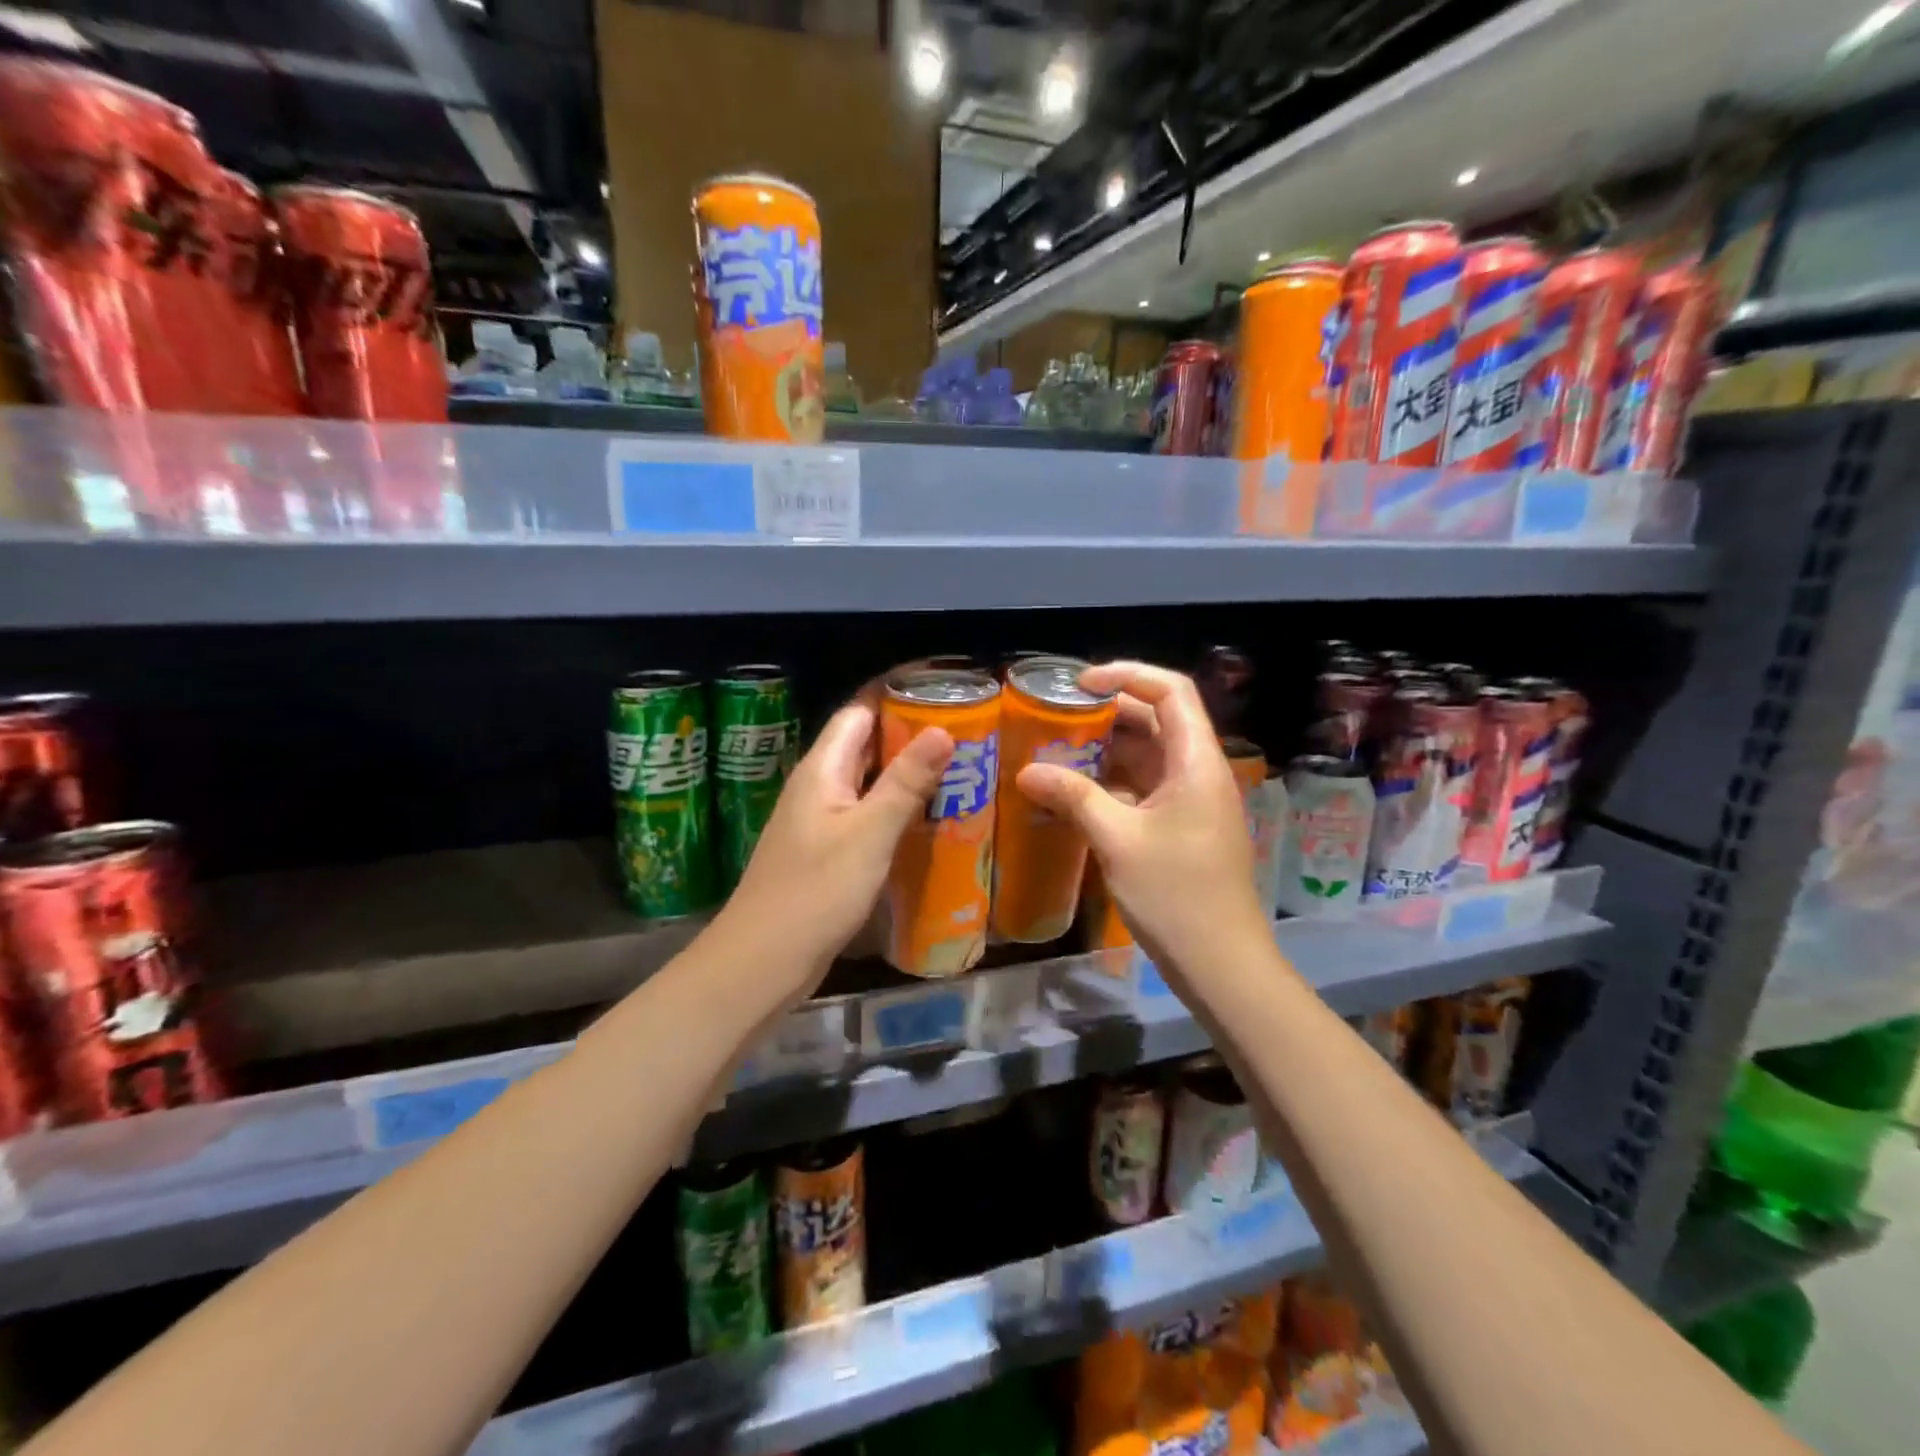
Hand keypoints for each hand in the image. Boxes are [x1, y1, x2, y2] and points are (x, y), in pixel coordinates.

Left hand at [716, 702, 951, 1000]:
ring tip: (958, 770)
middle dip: (910, 734)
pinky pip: (864, 815)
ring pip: (867, 782)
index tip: (944, 691)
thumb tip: (941, 728)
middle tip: (965, 733)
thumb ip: (905, 781)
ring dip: (905, 774)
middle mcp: (817, 787)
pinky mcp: (825, 852)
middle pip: (864, 744)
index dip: (897, 696)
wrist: (763, 961)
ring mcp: (819, 821)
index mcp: (822, 770)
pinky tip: (927, 819)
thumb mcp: (869, 833)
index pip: (859, 712)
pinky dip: (894, 809)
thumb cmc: (816, 892)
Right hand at [1016, 662, 1267, 985]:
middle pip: (1158, 719)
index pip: (1171, 691)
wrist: (1221, 964)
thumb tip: (1027, 770)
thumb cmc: (1176, 894)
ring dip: (1106, 748)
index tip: (1079, 684)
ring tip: (1056, 748)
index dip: (1127, 674)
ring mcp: (1191, 801)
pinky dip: (1111, 781)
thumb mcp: (1117, 840)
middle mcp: (1198, 771)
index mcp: (1196, 761)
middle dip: (1108, 712)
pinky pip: (1144, 787)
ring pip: (1148, 755)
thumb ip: (1073, 797)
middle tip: (1057, 716)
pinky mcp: (1181, 827)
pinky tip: (1074, 791)